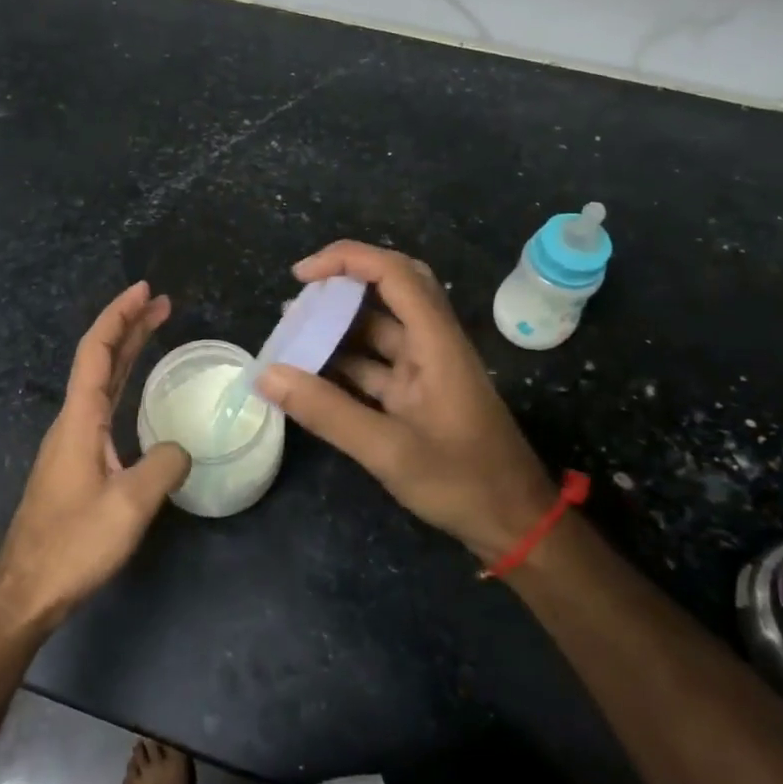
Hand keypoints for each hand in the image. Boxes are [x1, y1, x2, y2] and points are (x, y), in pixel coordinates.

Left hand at [0, 282, 190, 630]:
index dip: (119, 316)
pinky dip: (122, 381)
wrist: (26, 590)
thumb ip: (163, 466)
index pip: (97, 351)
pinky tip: (136, 390)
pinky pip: (102, 404)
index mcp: (80, 419)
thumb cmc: (73, 544)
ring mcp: (72, 441)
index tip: (144, 292)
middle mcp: (72, 421)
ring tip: (153, 330)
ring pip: (99, 381)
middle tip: (160, 302)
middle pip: (98, 359)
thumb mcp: (129, 505)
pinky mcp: (76, 461)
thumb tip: (181, 450)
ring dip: (125, 351)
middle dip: (127, 325)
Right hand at [257, 242, 554, 563]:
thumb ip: (327, 411)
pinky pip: (377, 364)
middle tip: (300, 298)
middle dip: (343, 284)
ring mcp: (427, 369)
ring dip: (339, 326)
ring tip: (292, 333)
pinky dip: (345, 362)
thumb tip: (267, 374)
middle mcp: (432, 344)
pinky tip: (312, 374)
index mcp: (436, 342)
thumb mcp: (389, 451)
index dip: (346, 259)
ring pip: (380, 328)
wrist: (515, 524)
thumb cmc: (462, 482)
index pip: (393, 273)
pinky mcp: (419, 394)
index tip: (301, 276)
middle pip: (391, 289)